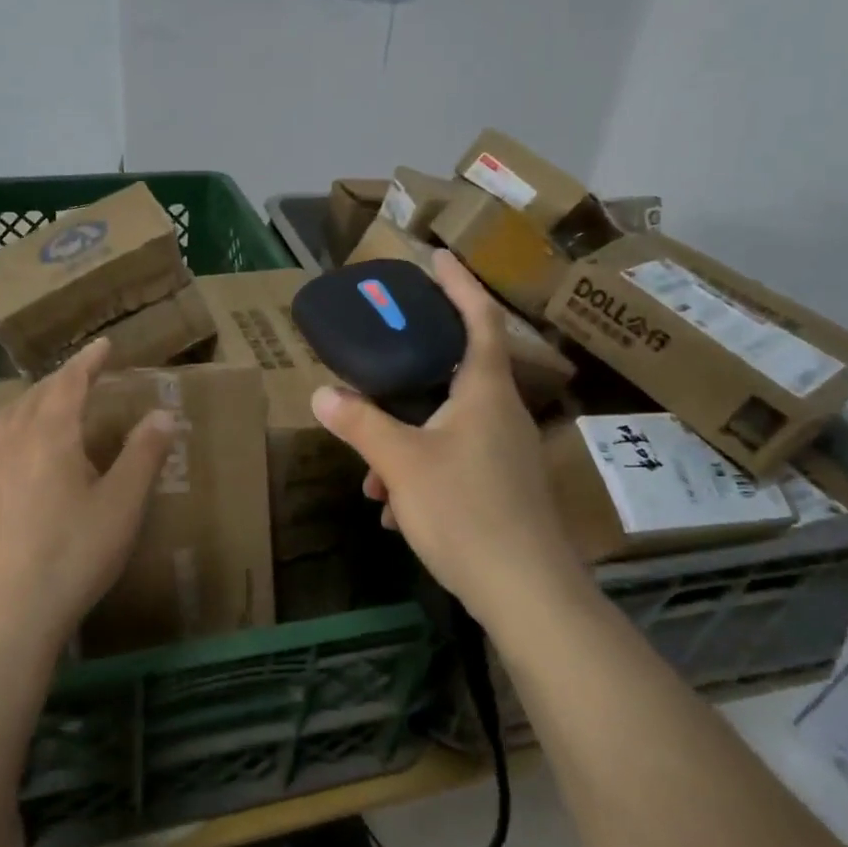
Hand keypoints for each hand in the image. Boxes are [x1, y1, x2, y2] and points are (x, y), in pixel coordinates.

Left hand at [0, 338, 176, 659]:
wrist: (8, 611)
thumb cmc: (74, 552)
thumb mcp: (122, 503)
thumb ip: (143, 454)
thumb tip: (163, 413)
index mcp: (49, 435)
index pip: (69, 383)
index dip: (88, 361)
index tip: (104, 344)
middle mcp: (13, 442)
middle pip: (36, 396)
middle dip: (62, 379)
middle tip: (85, 375)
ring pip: (9, 417)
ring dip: (34, 401)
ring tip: (52, 406)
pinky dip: (17, 428)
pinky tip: (27, 456)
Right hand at [311, 251, 590, 635]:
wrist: (525, 590)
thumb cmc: (465, 510)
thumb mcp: (401, 463)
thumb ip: (361, 424)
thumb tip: (322, 393)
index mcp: (483, 392)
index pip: (478, 319)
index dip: (459, 284)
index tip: (439, 256)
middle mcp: (501, 414)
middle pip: (457, 371)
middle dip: (413, 371)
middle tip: (382, 359)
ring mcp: (506, 453)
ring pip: (448, 426)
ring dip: (407, 439)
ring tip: (372, 474)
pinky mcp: (503, 488)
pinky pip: (455, 461)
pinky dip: (421, 471)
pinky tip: (395, 507)